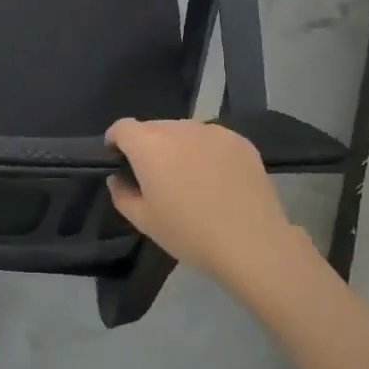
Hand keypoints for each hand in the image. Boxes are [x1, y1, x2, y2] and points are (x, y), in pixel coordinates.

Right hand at [106, 118, 320, 296]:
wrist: (252, 242)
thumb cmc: (190, 234)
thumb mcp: (145, 222)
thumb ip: (122, 195)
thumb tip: (118, 178)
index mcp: (150, 146)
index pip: (122, 127)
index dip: (115, 141)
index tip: (118, 160)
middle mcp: (179, 129)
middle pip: (153, 127)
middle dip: (147, 145)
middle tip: (156, 176)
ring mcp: (212, 131)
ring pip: (183, 131)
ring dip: (177, 146)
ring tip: (189, 177)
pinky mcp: (239, 140)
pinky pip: (211, 138)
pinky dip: (205, 151)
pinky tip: (217, 178)